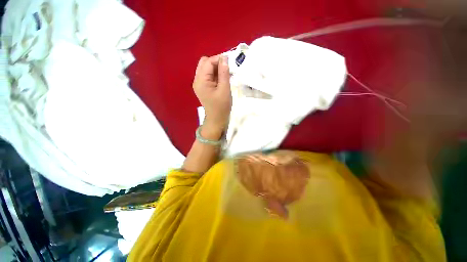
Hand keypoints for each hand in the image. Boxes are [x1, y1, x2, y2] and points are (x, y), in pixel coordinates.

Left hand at [193, 55, 231, 138]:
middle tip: (227, 69)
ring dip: (216, 69)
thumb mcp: (224, 89)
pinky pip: (208, 76)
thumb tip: (225, 57)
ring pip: (206, 69)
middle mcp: (197, 80)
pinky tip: (222, 79)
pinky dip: (215, 75)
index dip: (219, 59)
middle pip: (205, 63)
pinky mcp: (203, 87)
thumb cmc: (221, 106)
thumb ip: (224, 73)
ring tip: (226, 75)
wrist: (217, 119)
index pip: (208, 62)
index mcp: (201, 81)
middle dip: (216, 63)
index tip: (230, 62)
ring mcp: (199, 84)